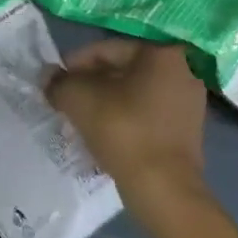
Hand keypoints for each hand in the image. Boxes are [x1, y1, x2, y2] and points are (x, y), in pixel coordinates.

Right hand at [45, 38, 206, 198]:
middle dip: (90, 84)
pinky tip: (102, 134)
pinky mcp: (187, 130)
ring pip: (133, 93)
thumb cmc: (123, 130)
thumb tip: (48, 77)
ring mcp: (189, 102)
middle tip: (66, 101)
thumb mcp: (79, 99)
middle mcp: (182, 70)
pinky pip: (146, 113)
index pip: (107, 49)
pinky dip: (124, 118)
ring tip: (80, 119)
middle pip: (122, 70)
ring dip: (105, 102)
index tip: (56, 83)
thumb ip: (59, 82)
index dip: (75, 64)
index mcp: (161, 53)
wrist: (163, 188)